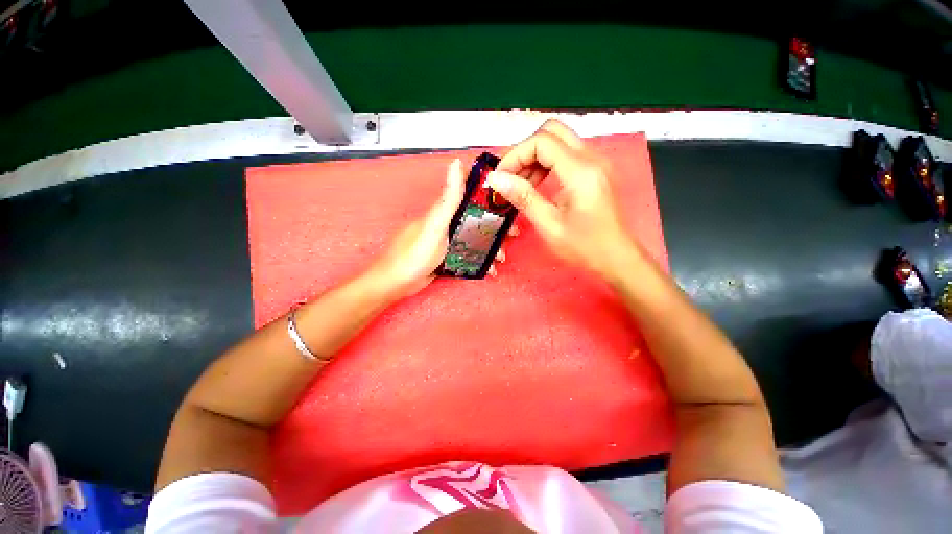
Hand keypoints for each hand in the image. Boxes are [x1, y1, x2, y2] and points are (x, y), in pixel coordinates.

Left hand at [367, 159, 511, 299]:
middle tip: (511, 233)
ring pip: (474, 238)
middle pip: (476, 219)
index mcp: (444, 211)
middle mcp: (447, 223)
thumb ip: (448, 199)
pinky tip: (488, 269)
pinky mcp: (447, 256)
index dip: (490, 197)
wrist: (397, 283)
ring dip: (490, 246)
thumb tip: (456, 163)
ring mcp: (447, 240)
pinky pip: (467, 254)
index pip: (470, 196)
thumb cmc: (414, 254)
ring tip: (500, 257)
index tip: (508, 203)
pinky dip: (479, 259)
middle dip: (496, 226)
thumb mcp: (435, 225)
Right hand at [487, 120, 635, 278]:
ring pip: (559, 141)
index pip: (541, 141)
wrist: (617, 258)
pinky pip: (567, 155)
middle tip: (512, 177)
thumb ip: (523, 197)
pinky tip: (538, 186)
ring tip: (522, 185)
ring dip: (535, 158)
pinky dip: (547, 164)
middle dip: (525, 151)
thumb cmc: (585, 247)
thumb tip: (496, 178)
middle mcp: (592, 159)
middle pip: (551, 132)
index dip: (515, 155)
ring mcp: (596, 163)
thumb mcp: (548, 224)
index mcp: (581, 171)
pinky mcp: (596, 172)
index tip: (501, 177)